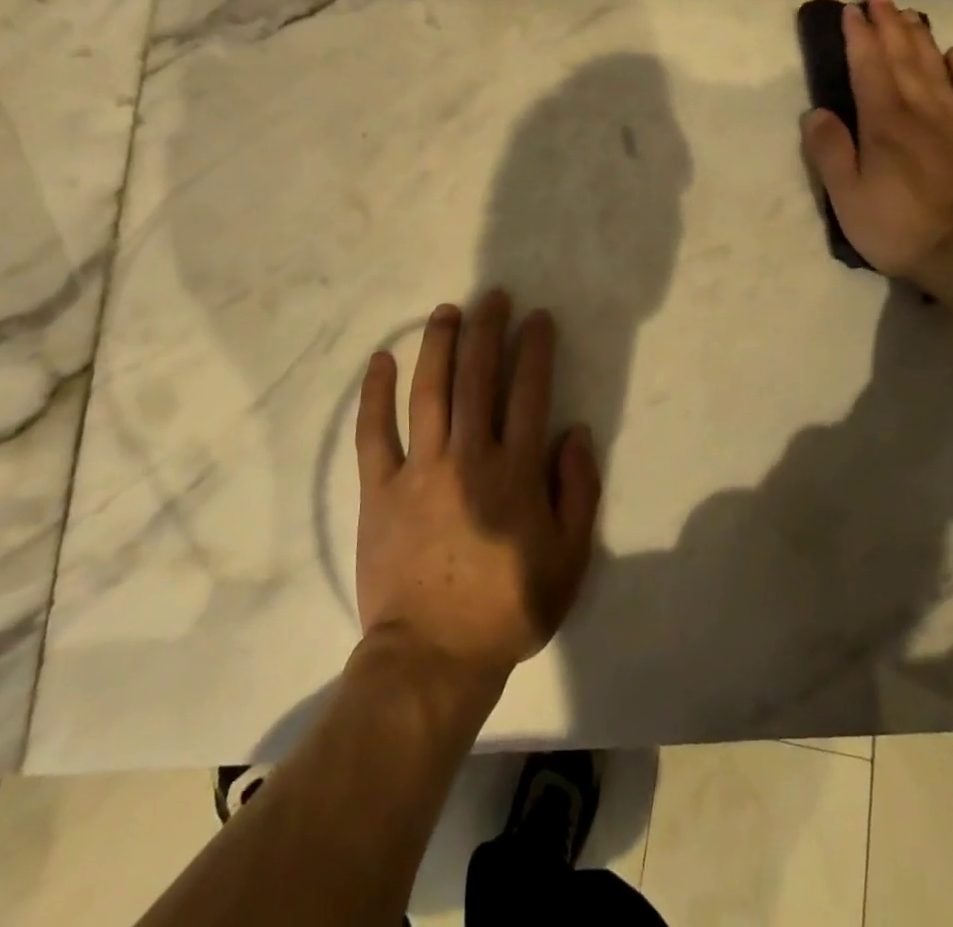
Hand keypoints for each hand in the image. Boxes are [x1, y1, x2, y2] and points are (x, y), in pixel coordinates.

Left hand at [354, 292, 600, 689]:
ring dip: (439, 345)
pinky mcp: (380, 488)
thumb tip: (575, 432)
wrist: (434, 656)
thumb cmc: (508, 609)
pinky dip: (376, 394)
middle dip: (487, 330)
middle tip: (492, 296)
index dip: (535, 349)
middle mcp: (469, 456)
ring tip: (446, 311)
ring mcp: (421, 469)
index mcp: (516, 472)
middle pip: (478, 378)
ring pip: (430, 391)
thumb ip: (578, 492)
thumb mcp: (569, 559)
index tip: (538, 318)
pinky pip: (374, 432)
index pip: (530, 392)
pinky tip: (381, 360)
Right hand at [801, 0, 952, 281]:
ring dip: (921, 37)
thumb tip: (816, 112)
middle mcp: (920, 110)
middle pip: (903, 57)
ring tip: (911, 14)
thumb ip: (830, 151)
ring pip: (936, 67)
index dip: (858, 37)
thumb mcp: (847, 196)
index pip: (868, 67)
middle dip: (889, 25)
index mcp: (883, 122)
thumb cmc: (898, 226)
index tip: (851, 10)